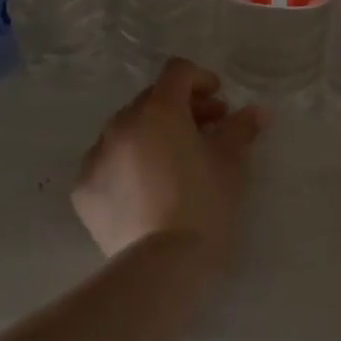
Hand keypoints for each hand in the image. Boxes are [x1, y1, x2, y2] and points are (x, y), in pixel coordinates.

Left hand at [74, 58, 265, 269]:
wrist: (162, 268)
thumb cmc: (204, 206)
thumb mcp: (231, 164)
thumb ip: (241, 129)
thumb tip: (257, 112)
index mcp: (158, 110)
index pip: (177, 72)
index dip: (201, 79)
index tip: (219, 102)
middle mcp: (121, 123)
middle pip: (151, 99)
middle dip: (180, 108)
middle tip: (206, 131)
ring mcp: (97, 156)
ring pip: (127, 130)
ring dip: (152, 134)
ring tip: (174, 162)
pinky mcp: (83, 189)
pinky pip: (108, 162)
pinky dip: (128, 165)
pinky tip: (147, 190)